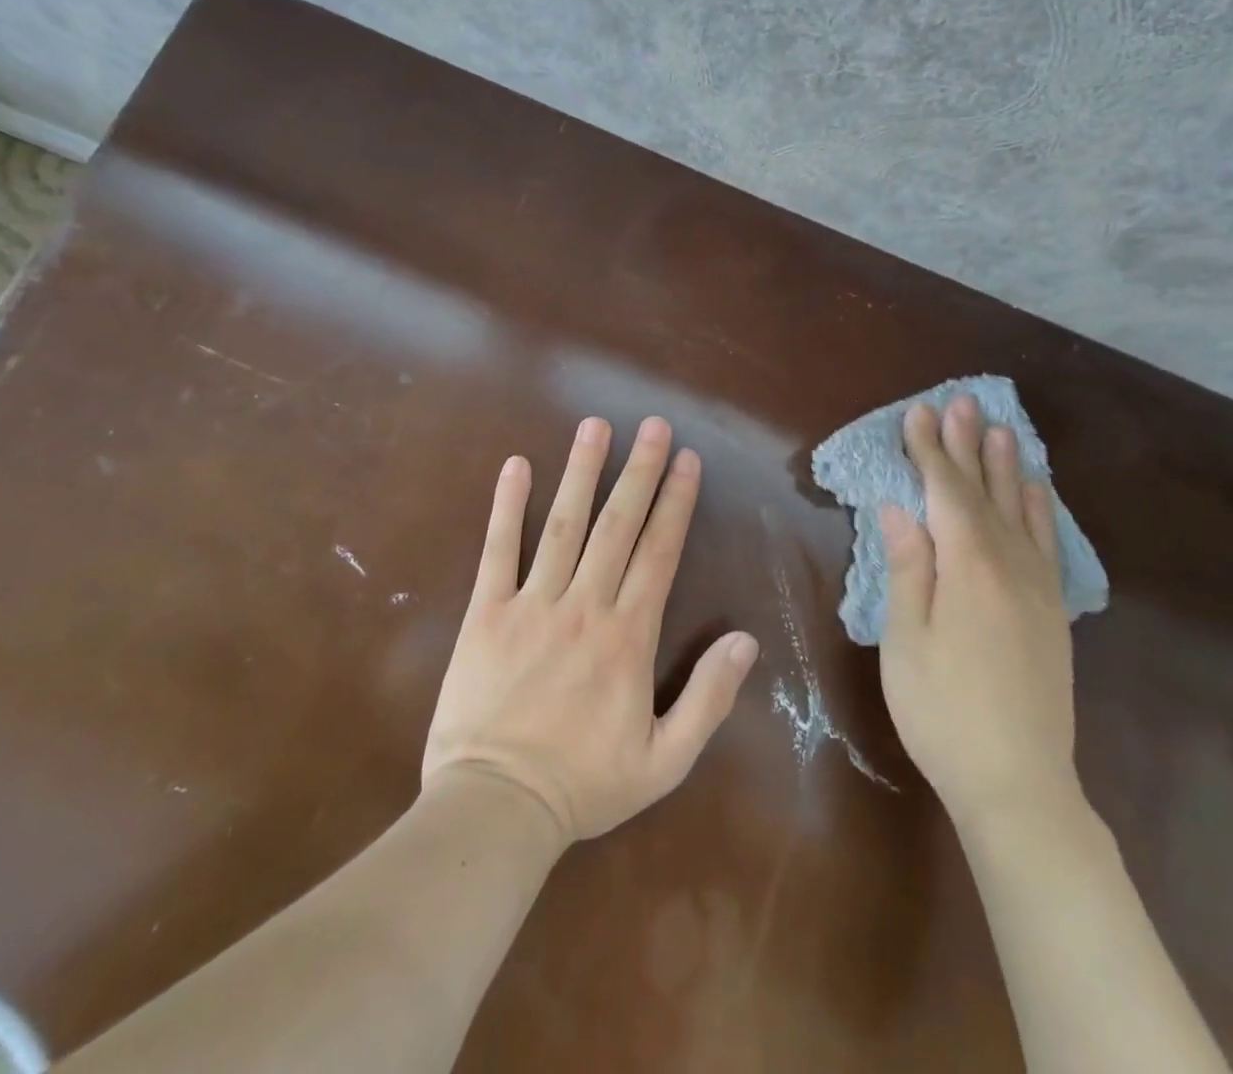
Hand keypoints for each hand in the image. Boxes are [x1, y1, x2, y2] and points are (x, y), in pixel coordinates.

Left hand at [423, 416, 759, 846]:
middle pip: (618, 525)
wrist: (496, 808)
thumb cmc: (584, 785)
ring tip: (596, 426)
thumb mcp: (665, 761)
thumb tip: (745, 641)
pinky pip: (498, 550)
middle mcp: (584, 605)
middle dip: (639, 471)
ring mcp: (533, 604)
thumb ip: (709, 699)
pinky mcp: (487, 613)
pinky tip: (515, 465)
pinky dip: (506, 506)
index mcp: (628, 636)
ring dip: (582, 471)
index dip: (676, 502)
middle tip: (653, 425)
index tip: (687, 459)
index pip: (659, 552)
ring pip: (563, 524)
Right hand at [879, 396, 1085, 837]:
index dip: (930, 451)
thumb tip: (900, 507)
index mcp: (968, 567)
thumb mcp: (905, 638)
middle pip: (985, 492)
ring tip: (1002, 430)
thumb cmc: (942, 709)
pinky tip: (1035, 494)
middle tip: (962, 402)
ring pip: (1022, 511)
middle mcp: (1010, 565)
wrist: (1018, 782)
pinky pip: (1046, 542)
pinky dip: (1038, 509)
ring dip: (1008, 467)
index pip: (945, 492)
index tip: (919, 413)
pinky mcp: (1053, 612)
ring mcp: (1038, 588)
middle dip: (969, 445)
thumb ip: (908, 566)